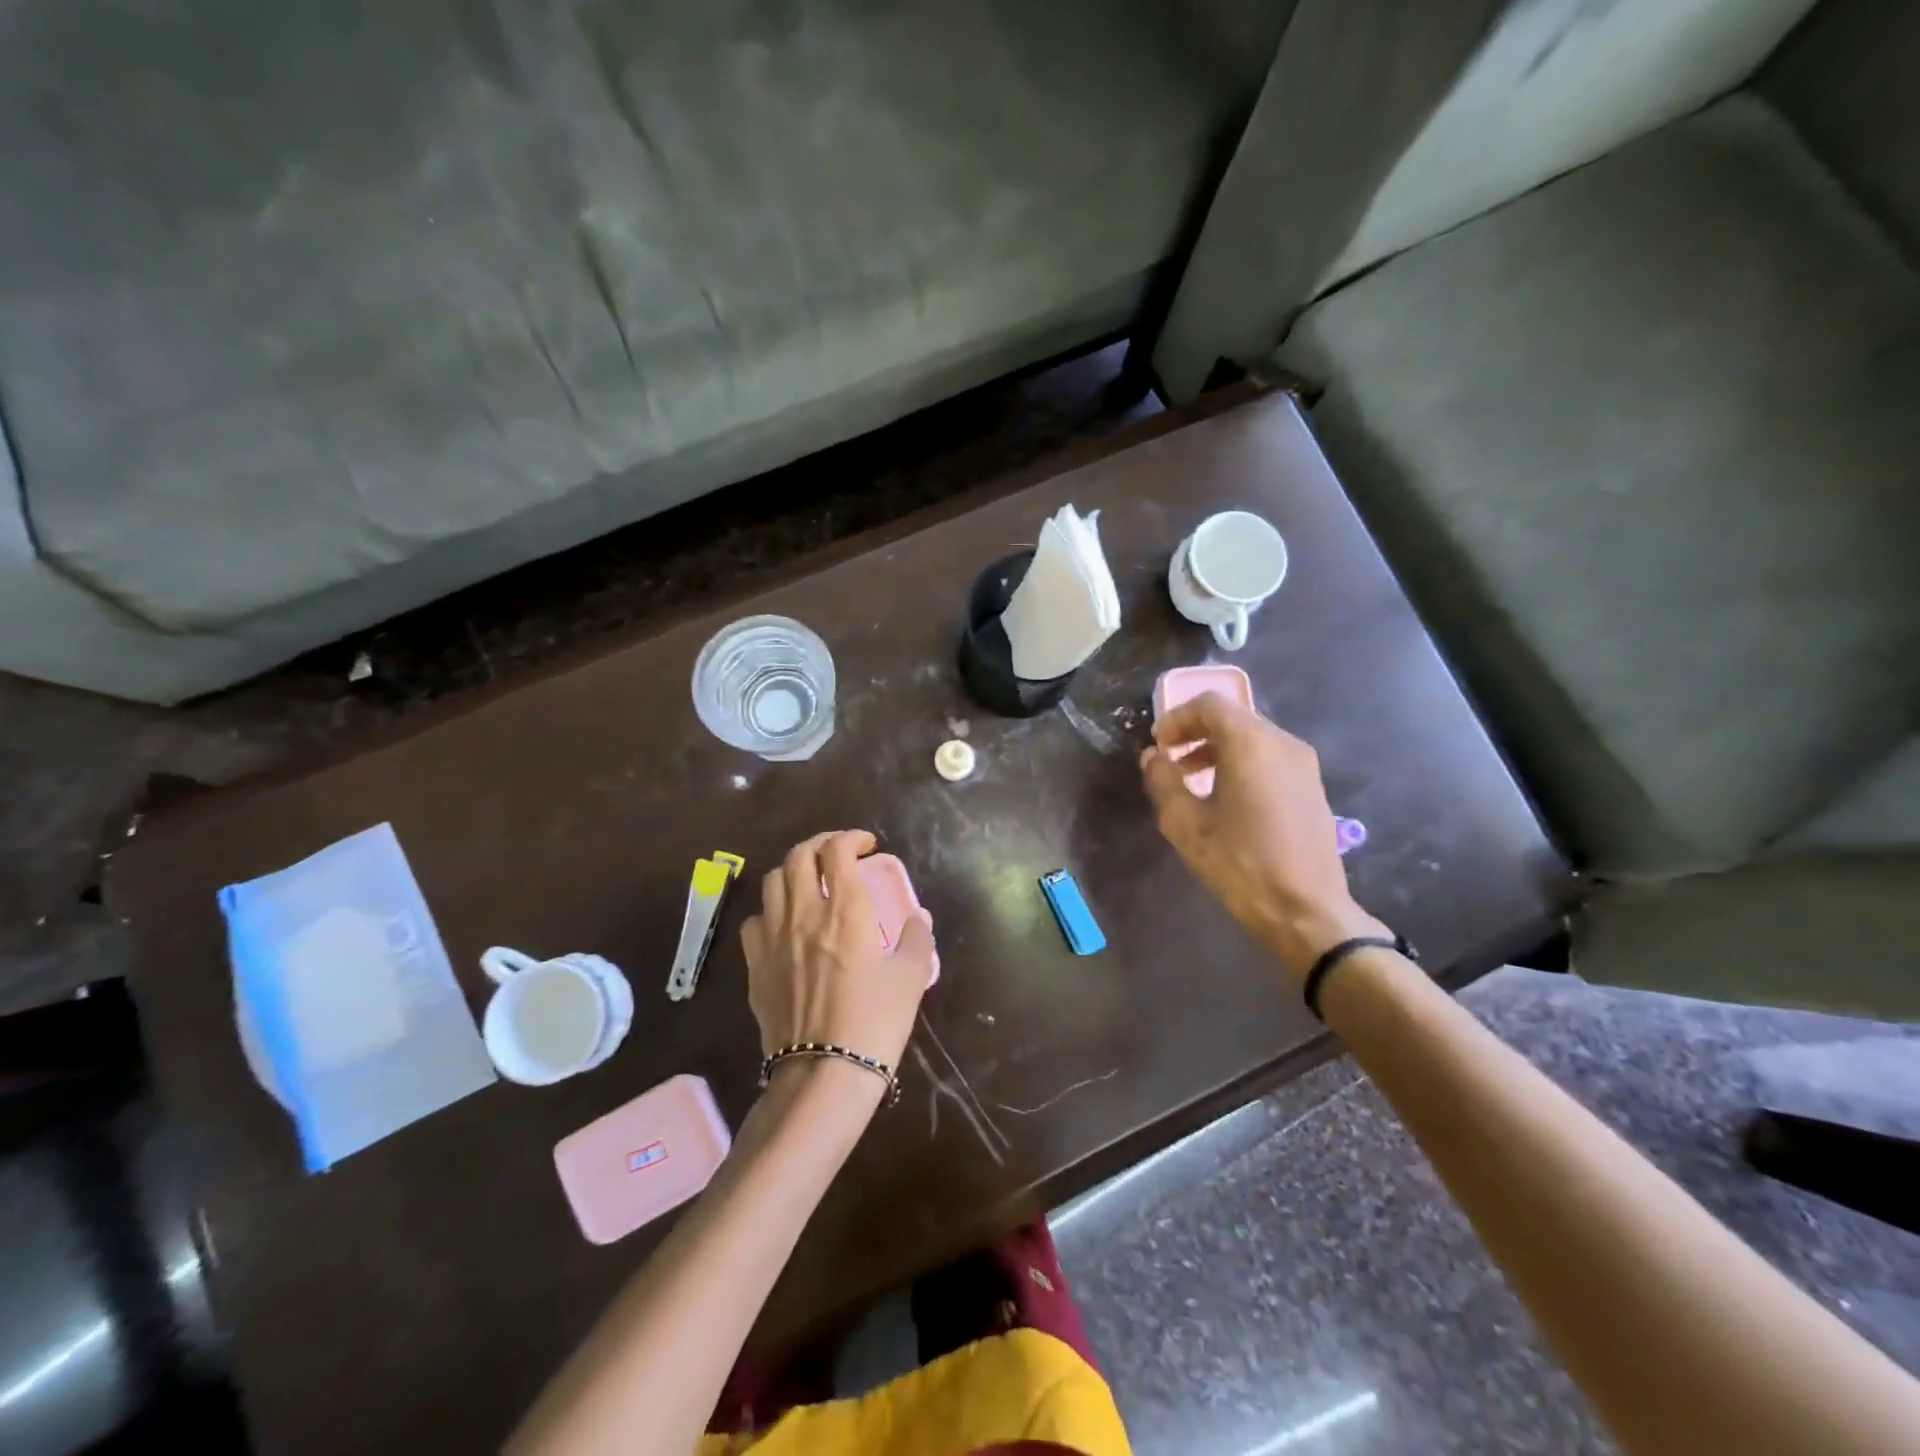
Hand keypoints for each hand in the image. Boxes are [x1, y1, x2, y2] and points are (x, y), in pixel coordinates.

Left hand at [739, 830, 935, 1088]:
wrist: (824, 1073)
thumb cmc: (875, 1022)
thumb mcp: (911, 978)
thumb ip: (916, 939)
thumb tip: (917, 919)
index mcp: (846, 909)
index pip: (837, 850)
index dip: (852, 838)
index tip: (867, 846)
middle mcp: (804, 913)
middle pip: (799, 855)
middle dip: (820, 844)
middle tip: (839, 854)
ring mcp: (773, 938)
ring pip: (772, 881)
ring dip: (794, 871)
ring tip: (811, 882)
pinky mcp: (754, 965)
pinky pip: (755, 920)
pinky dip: (771, 910)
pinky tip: (785, 925)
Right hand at [1141, 692, 1388, 980]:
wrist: (1306, 910)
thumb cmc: (1240, 864)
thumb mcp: (1186, 824)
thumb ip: (1164, 781)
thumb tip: (1154, 757)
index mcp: (1251, 744)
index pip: (1210, 705)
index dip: (1177, 719)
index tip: (1158, 745)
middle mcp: (1282, 743)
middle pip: (1233, 718)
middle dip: (1196, 734)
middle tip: (1170, 761)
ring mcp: (1304, 765)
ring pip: (1253, 739)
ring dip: (1218, 750)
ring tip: (1193, 782)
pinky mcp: (1313, 787)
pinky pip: (1270, 759)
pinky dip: (1242, 764)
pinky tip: (1226, 800)